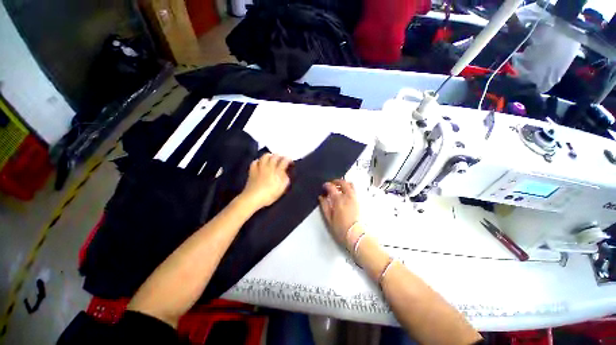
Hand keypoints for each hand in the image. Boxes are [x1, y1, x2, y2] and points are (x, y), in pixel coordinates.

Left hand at [240, 154, 290, 210]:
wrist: (253, 198)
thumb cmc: (269, 195)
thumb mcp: (281, 188)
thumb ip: (285, 179)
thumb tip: (286, 173)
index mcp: (277, 171)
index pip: (284, 161)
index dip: (288, 160)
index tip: (290, 161)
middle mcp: (269, 167)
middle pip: (275, 156)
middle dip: (280, 156)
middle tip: (282, 158)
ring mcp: (260, 167)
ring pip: (265, 156)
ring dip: (270, 156)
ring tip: (272, 158)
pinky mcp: (252, 170)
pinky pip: (255, 161)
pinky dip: (259, 161)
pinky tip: (260, 163)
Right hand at [318, 179, 358, 245]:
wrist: (356, 235)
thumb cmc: (341, 229)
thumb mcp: (329, 219)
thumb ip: (324, 206)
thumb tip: (321, 197)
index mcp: (339, 200)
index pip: (332, 187)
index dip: (327, 185)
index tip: (324, 186)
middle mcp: (348, 196)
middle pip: (343, 182)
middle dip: (336, 181)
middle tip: (332, 184)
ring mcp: (355, 198)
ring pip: (351, 185)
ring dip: (344, 183)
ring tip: (339, 188)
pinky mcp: (359, 201)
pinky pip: (354, 190)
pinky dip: (349, 188)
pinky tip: (345, 194)